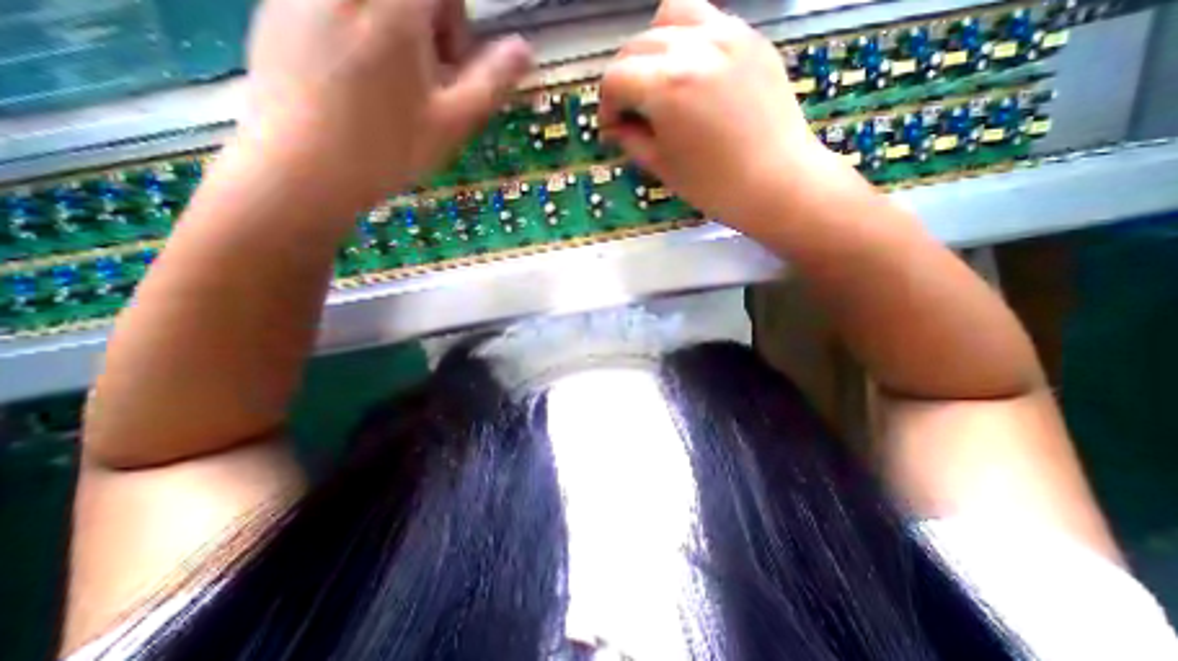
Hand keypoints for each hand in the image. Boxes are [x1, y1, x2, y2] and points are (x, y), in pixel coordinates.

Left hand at [241, 0, 530, 208]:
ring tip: (392, 86)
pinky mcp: (276, 11)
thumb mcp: (453, 121)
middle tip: (425, 80)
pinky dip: (358, 35)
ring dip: (393, 32)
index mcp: (393, 6)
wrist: (301, 170)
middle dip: (426, 26)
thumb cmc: (388, 148)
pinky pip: (335, 10)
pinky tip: (355, 85)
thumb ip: (491, 81)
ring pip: (371, 6)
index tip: (453, 64)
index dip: (455, 20)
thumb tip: (524, 49)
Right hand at [599, 0, 862, 233]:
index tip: (611, 127)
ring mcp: (727, 34)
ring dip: (652, 47)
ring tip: (658, 80)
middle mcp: (693, 47)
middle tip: (630, 110)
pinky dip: (686, 39)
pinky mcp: (751, 37)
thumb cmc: (713, 185)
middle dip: (624, 79)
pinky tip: (690, 72)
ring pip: (670, 16)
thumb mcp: (661, 166)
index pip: (616, 78)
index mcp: (666, 86)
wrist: (775, 182)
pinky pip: (707, 20)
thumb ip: (630, 138)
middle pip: (637, 45)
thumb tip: (614, 125)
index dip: (606, 105)